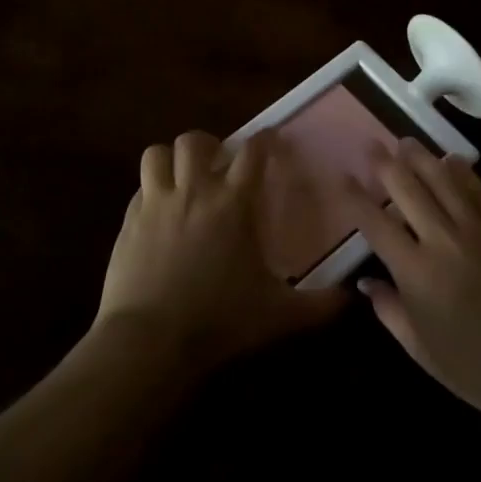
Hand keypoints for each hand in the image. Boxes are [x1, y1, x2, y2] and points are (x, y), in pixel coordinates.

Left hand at [98, 130, 345, 371]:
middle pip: (196, 140)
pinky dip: (151, 190)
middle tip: (218, 163)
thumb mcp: (278, 315)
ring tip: (182, 177)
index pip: (253, 151)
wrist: (150, 342)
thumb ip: (319, 304)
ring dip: (171, 159)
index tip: (270, 139)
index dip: (264, 139)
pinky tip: (159, 212)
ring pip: (157, 154)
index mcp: (234, 203)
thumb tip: (352, 297)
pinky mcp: (128, 222)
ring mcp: (156, 203)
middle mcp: (194, 191)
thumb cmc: (220, 321)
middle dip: (209, 144)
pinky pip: (139, 188)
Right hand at [352, 140, 480, 426]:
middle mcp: (444, 241)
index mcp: (417, 273)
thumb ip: (389, 310)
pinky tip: (451, 159)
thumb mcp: (421, 350)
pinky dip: (462, 172)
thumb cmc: (476, 370)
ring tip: (406, 142)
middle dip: (385, 164)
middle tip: (371, 146)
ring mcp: (480, 231)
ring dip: (421, 158)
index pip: (375, 224)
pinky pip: (480, 192)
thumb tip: (366, 281)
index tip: (342, 176)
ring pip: (444, 180)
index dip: (355, 198)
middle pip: (408, 189)